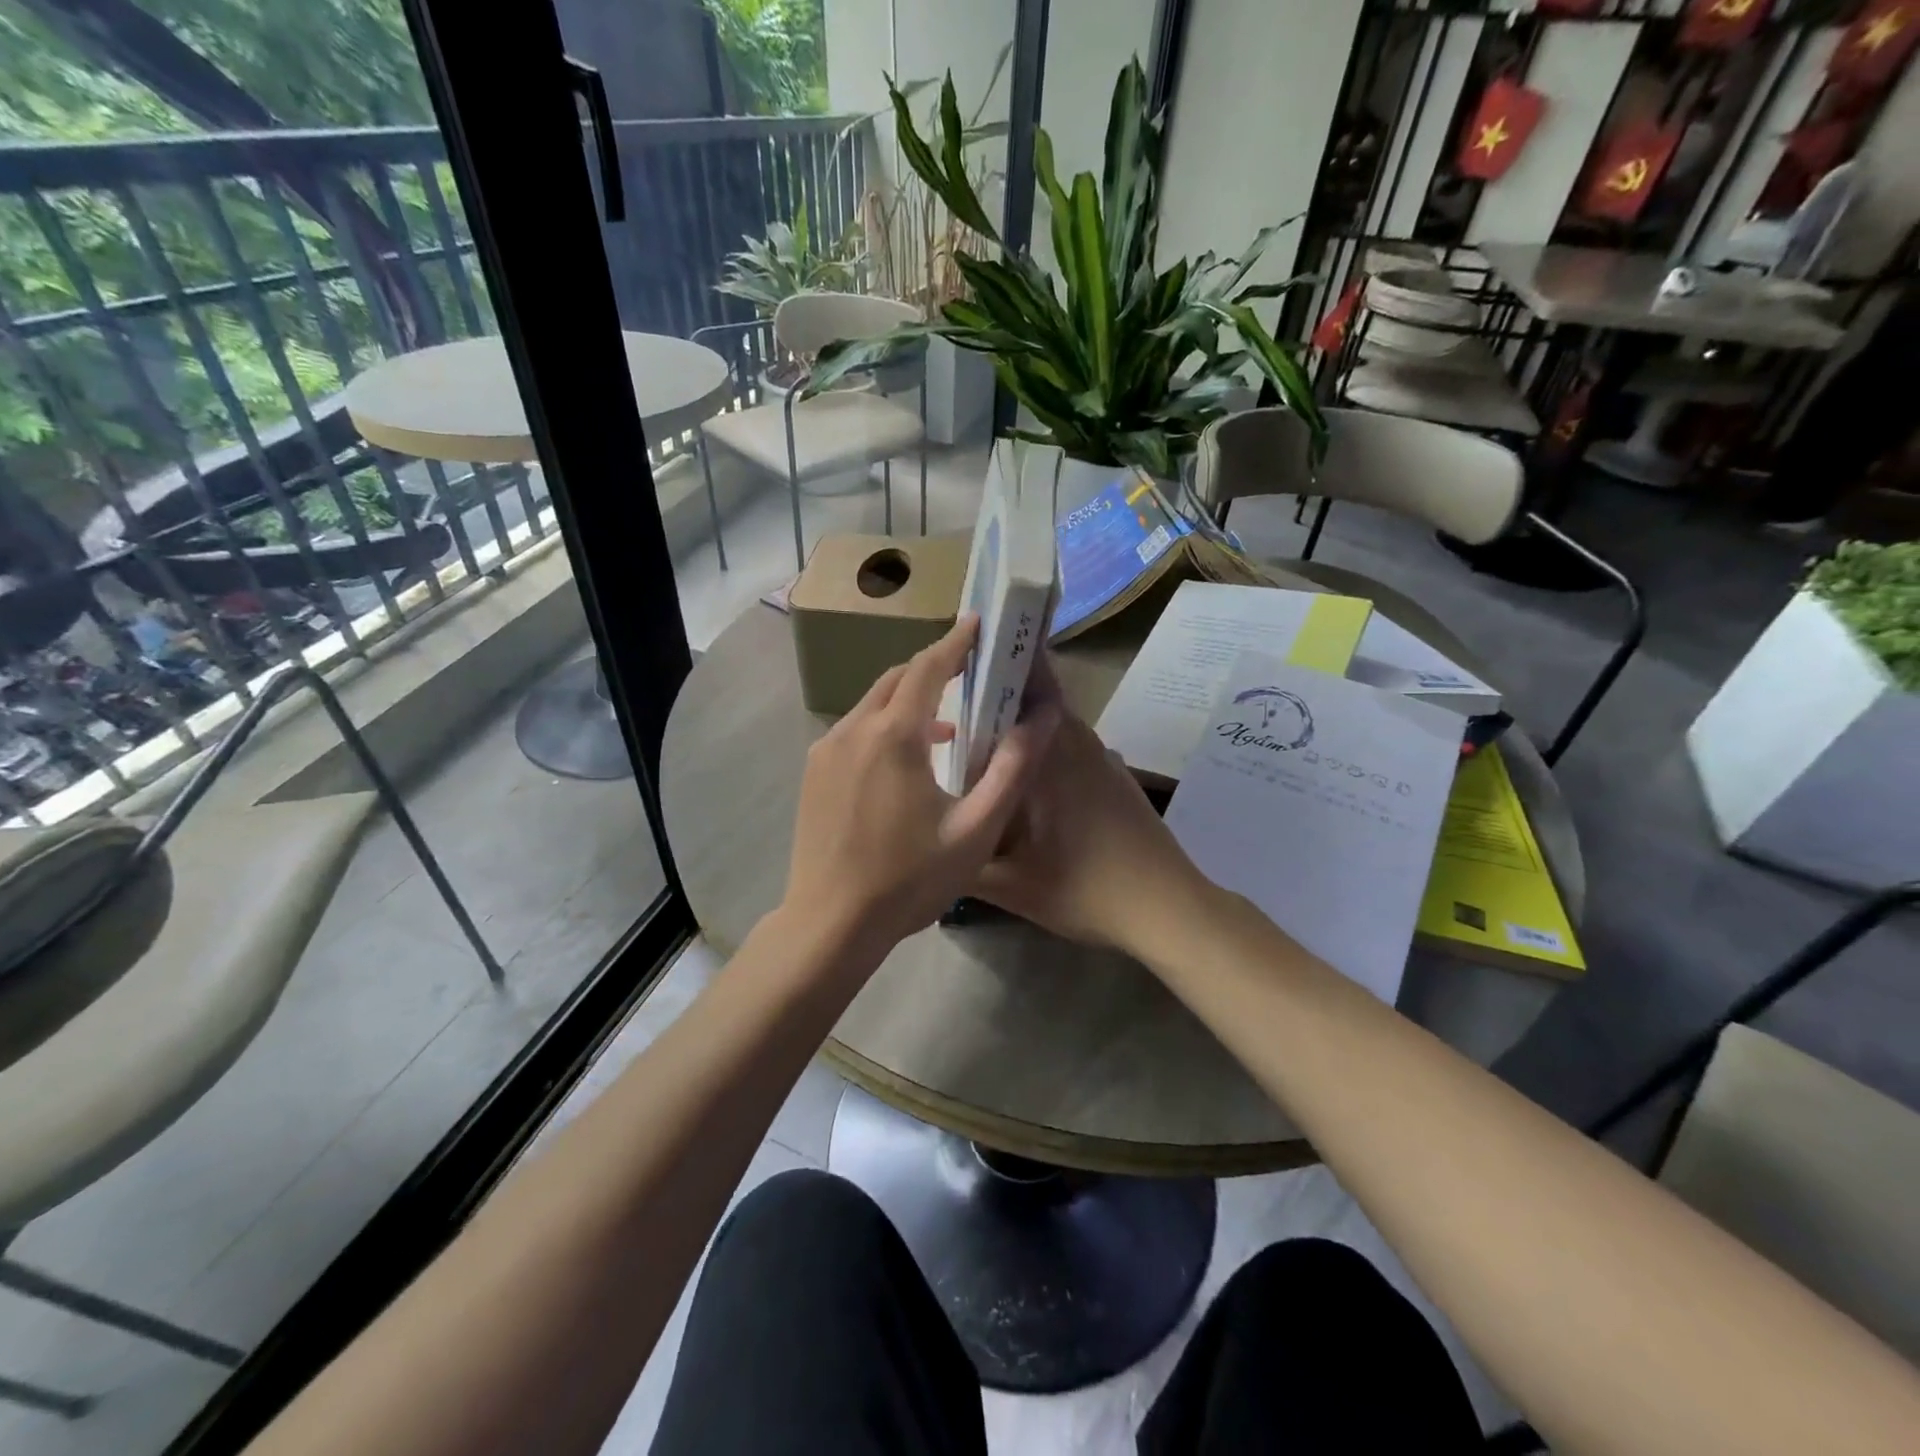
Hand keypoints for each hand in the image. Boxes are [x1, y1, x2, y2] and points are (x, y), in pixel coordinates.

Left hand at [777, 617, 1059, 965]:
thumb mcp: (975, 830)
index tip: (976, 623)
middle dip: (932, 668)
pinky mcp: (812, 772)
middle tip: (968, 671)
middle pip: (896, 680)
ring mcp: (825, 750)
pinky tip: (906, 762)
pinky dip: (884, 727)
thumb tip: (1042, 720)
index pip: (927, 668)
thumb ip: (1010, 770)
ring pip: (872, 705)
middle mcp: (853, 730)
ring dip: (909, 703)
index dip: (955, 643)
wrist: (830, 923)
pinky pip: (854, 731)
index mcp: (894, 737)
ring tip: (947, 726)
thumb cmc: (909, 880)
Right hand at [973, 656, 1214, 956]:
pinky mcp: (1113, 777)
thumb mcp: (1010, 884)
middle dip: (997, 688)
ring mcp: (1100, 758)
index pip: (1029, 680)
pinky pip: (1067, 745)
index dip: (1000, 655)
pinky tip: (1016, 779)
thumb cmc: (1085, 889)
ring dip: (1018, 722)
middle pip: (1035, 696)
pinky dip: (1039, 747)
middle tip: (949, 699)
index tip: (964, 647)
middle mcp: (1078, 742)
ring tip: (973, 737)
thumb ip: (961, 859)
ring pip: (1051, 723)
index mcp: (1052, 752)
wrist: (1167, 908)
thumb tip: (928, 838)